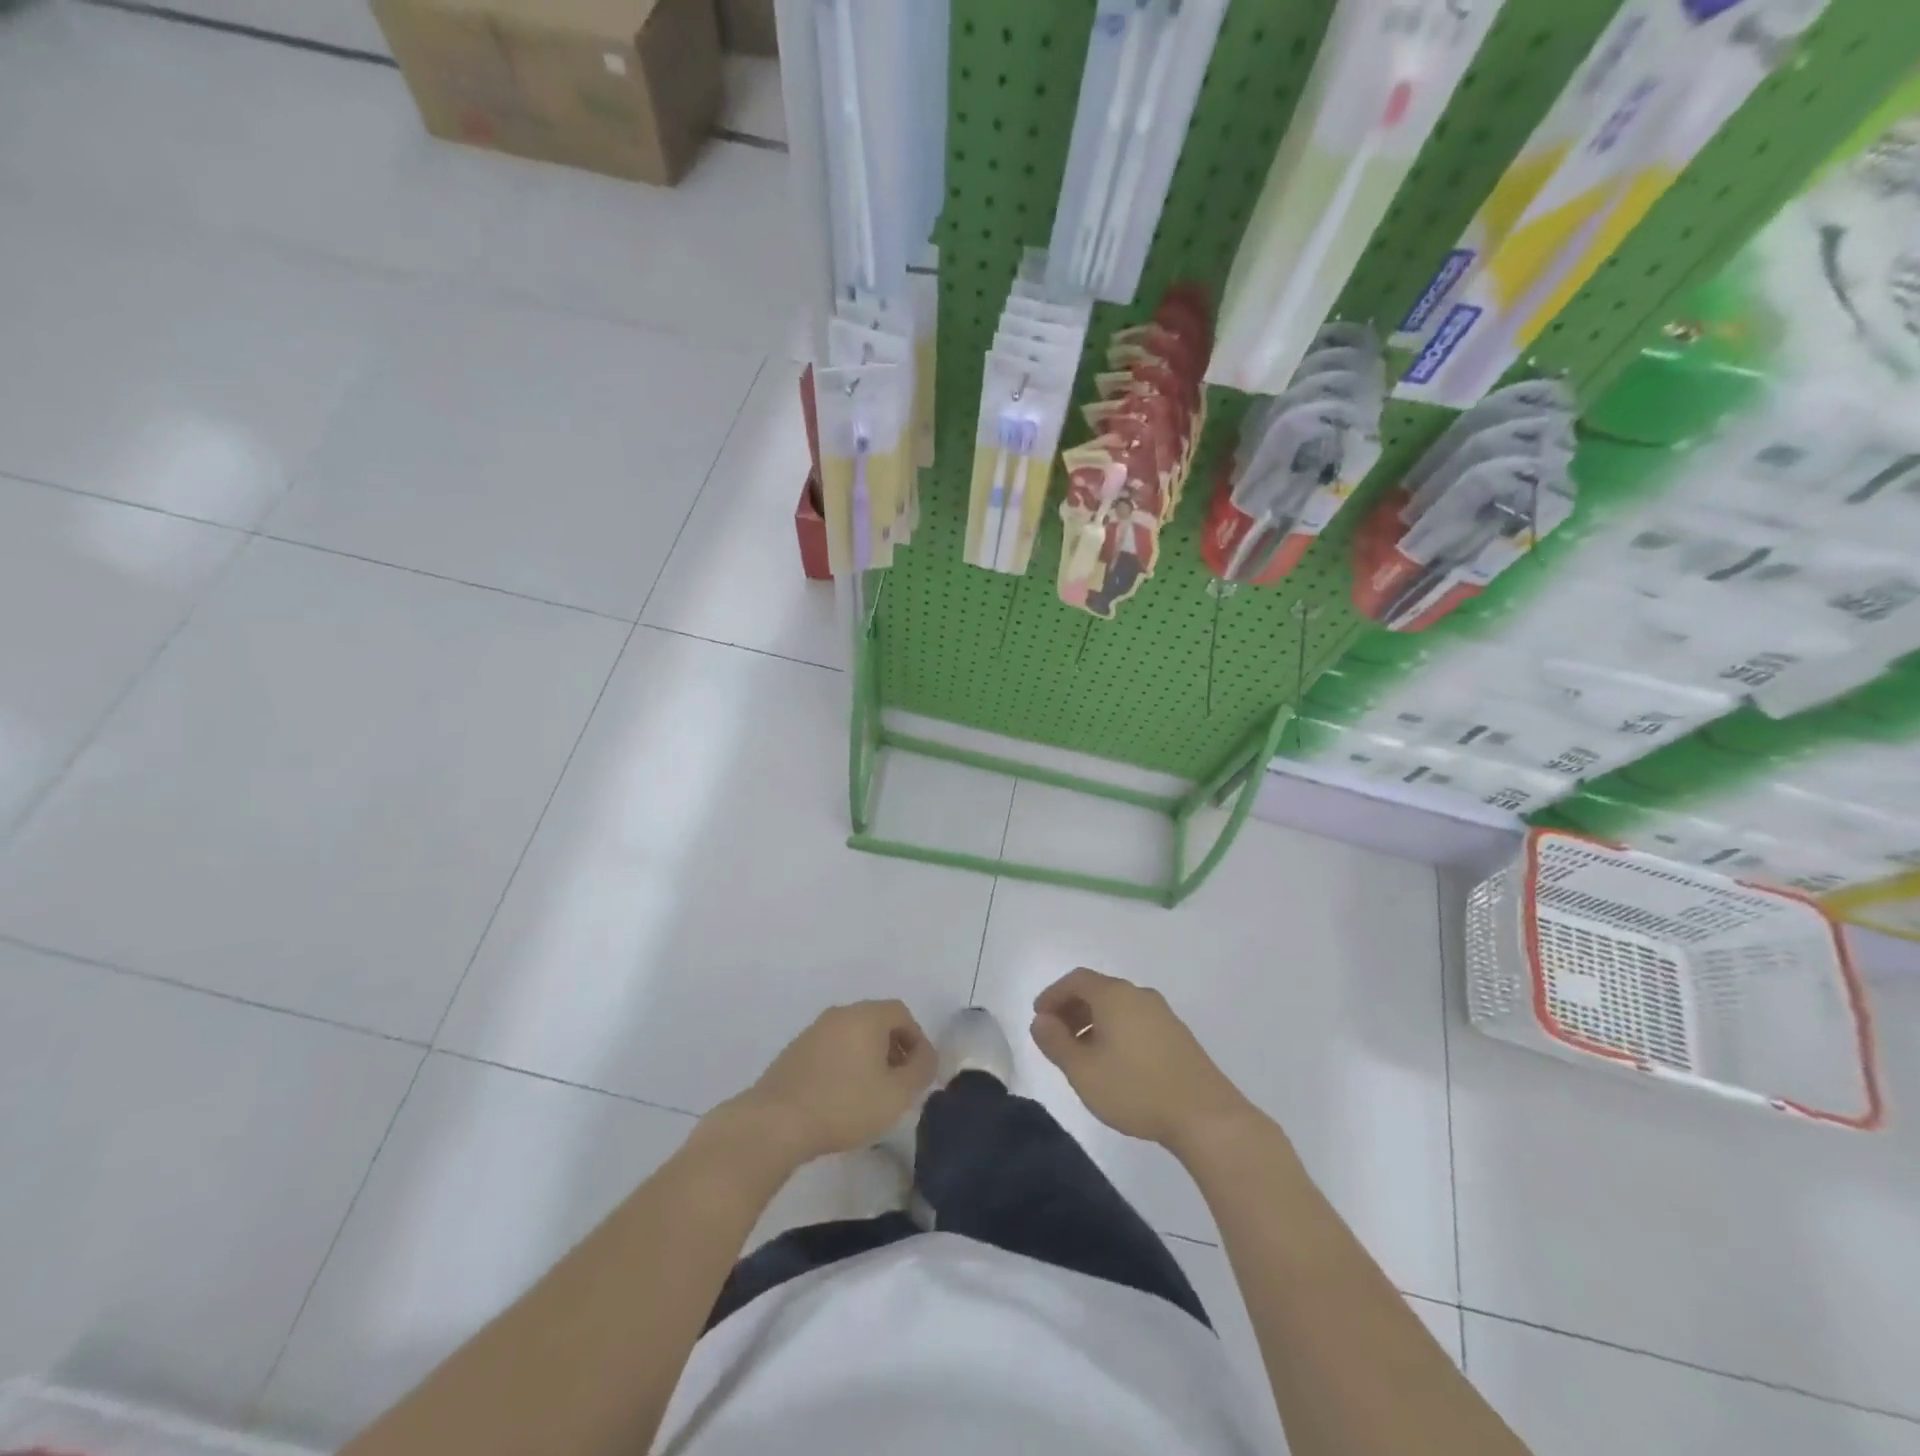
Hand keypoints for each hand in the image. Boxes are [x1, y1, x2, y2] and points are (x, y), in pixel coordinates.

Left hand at [737, 1000, 935, 1163]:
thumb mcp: (897, 1093)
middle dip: (893, 1049)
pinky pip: (831, 1050)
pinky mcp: (794, 1052)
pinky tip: (841, 1098)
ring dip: (868, 1058)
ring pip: (852, 1036)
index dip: (917, 1040)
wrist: (775, 1122)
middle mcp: (840, 1014)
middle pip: (876, 1021)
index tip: (920, 1072)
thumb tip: (926, 1056)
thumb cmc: (845, 1104)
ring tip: (871, 1094)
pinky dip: (844, 1065)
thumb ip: (920, 1070)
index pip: (902, 1013)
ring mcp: (813, 1031)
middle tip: (899, 1083)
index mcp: (866, 1015)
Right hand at [1030, 967, 1253, 1152]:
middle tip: (1056, 1036)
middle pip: (1098, 990)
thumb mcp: (1083, 1071)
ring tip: (1082, 1054)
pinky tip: (1114, 1063)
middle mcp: (1139, 995)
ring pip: (1118, 1007)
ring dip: (1094, 1022)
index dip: (1053, 995)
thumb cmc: (1135, 1089)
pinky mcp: (1178, 1035)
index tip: (1039, 1017)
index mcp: (1114, 995)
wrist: (1205, 1116)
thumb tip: (1041, 1021)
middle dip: (1072, 1009)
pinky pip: (1136, 1021)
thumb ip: (1056, 1043)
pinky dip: (1116, 1031)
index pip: (1076, 980)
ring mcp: (1162, 1014)